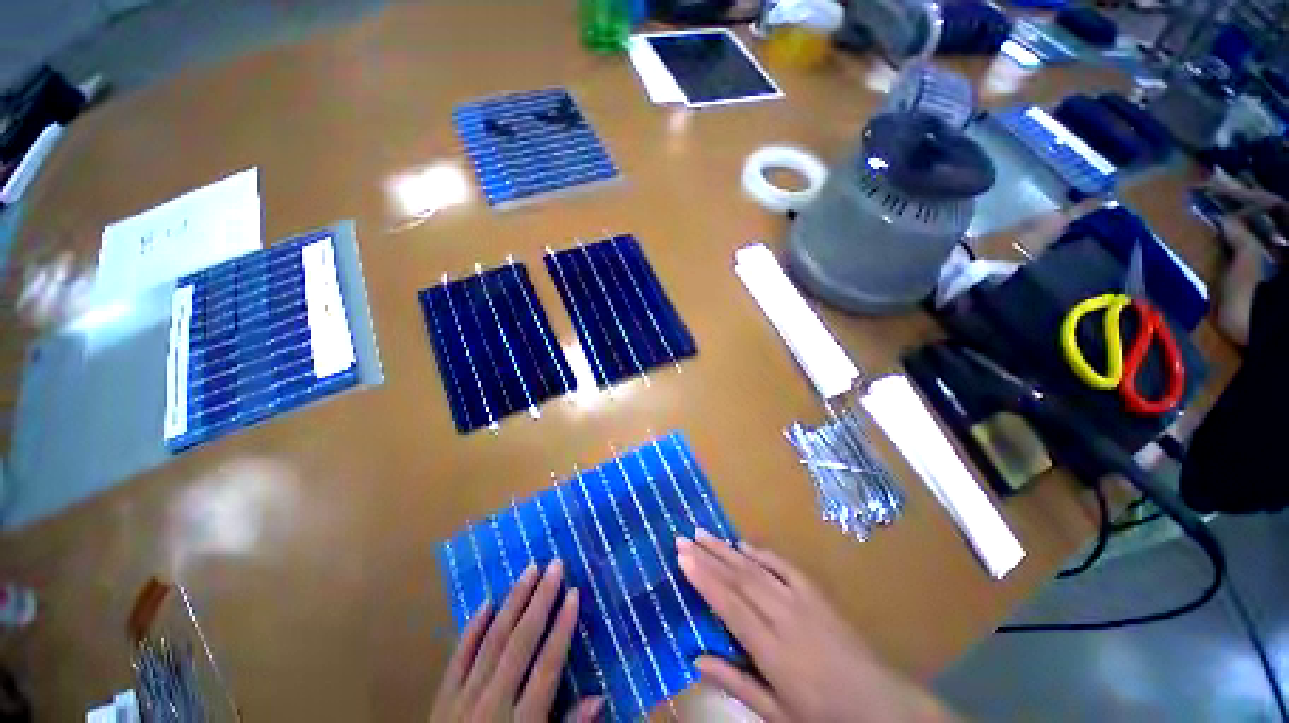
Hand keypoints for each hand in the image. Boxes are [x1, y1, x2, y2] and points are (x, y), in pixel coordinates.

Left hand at [430, 561, 604, 721]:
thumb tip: (600, 697)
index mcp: (521, 722)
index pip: (547, 666)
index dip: (562, 628)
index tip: (574, 593)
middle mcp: (492, 703)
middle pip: (520, 643)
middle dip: (540, 600)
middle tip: (555, 565)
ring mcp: (463, 698)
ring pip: (492, 640)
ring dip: (513, 602)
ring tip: (529, 570)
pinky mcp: (442, 699)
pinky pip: (458, 657)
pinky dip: (472, 629)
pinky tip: (486, 603)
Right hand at [677, 530, 957, 722]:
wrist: (880, 706)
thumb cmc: (823, 716)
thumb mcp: (776, 714)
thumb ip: (735, 683)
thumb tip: (695, 659)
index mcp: (772, 649)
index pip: (729, 605)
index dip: (703, 578)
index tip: (682, 557)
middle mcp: (784, 616)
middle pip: (739, 578)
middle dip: (708, 556)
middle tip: (684, 537)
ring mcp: (802, 600)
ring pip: (756, 567)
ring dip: (727, 549)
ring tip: (703, 533)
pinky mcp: (816, 594)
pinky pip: (784, 566)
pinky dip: (761, 553)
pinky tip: (744, 544)